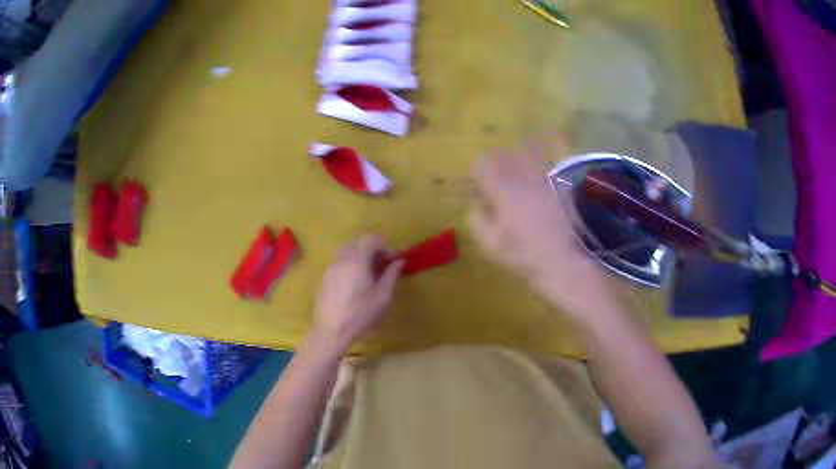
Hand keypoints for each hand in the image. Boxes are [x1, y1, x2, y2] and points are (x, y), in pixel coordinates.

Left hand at [312, 234, 403, 352]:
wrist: (331, 330)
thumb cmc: (360, 314)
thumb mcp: (382, 296)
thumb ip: (391, 274)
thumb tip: (399, 261)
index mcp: (357, 260)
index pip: (371, 239)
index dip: (384, 246)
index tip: (392, 260)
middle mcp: (341, 259)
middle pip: (356, 241)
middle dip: (371, 247)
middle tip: (381, 263)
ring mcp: (330, 268)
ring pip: (345, 250)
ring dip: (359, 254)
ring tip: (368, 272)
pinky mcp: (324, 278)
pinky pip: (338, 262)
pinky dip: (349, 263)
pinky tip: (355, 282)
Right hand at [468, 139, 614, 321]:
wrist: (567, 262)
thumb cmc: (526, 256)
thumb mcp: (492, 245)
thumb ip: (477, 221)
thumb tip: (473, 205)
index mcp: (502, 190)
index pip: (482, 164)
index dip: (477, 169)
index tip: (477, 180)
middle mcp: (523, 176)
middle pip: (505, 154)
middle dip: (497, 159)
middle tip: (497, 170)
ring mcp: (546, 176)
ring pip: (529, 149)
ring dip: (521, 149)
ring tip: (520, 151)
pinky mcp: (565, 181)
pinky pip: (559, 152)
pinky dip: (554, 141)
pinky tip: (552, 138)